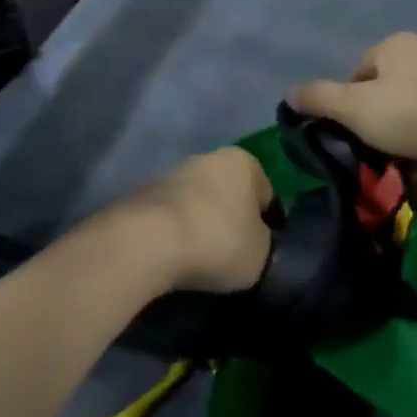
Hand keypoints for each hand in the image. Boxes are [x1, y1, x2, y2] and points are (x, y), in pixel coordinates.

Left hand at [97, 148, 275, 294]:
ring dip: (204, 223)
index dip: (271, 224)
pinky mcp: (145, 194)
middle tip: (236, 252)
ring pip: (200, 202)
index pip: (267, 194)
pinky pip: (174, 216)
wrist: (148, 241)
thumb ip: (265, 243)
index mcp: (244, 162)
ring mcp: (173, 173)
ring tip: (205, 259)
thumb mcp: (261, 253)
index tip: (267, 249)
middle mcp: (209, 157)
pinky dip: (179, 232)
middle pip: (231, 193)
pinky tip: (179, 256)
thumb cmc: (218, 240)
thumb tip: (256, 241)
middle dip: (234, 217)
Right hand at [287, 33, 416, 168]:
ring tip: (403, 153)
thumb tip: (288, 93)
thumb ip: (319, 98)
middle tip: (377, 145)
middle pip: (383, 87)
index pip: (356, 73)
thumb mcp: (355, 108)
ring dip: (403, 125)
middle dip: (377, 115)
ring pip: (410, 102)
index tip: (354, 132)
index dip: (349, 104)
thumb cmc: (412, 113)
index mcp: (393, 43)